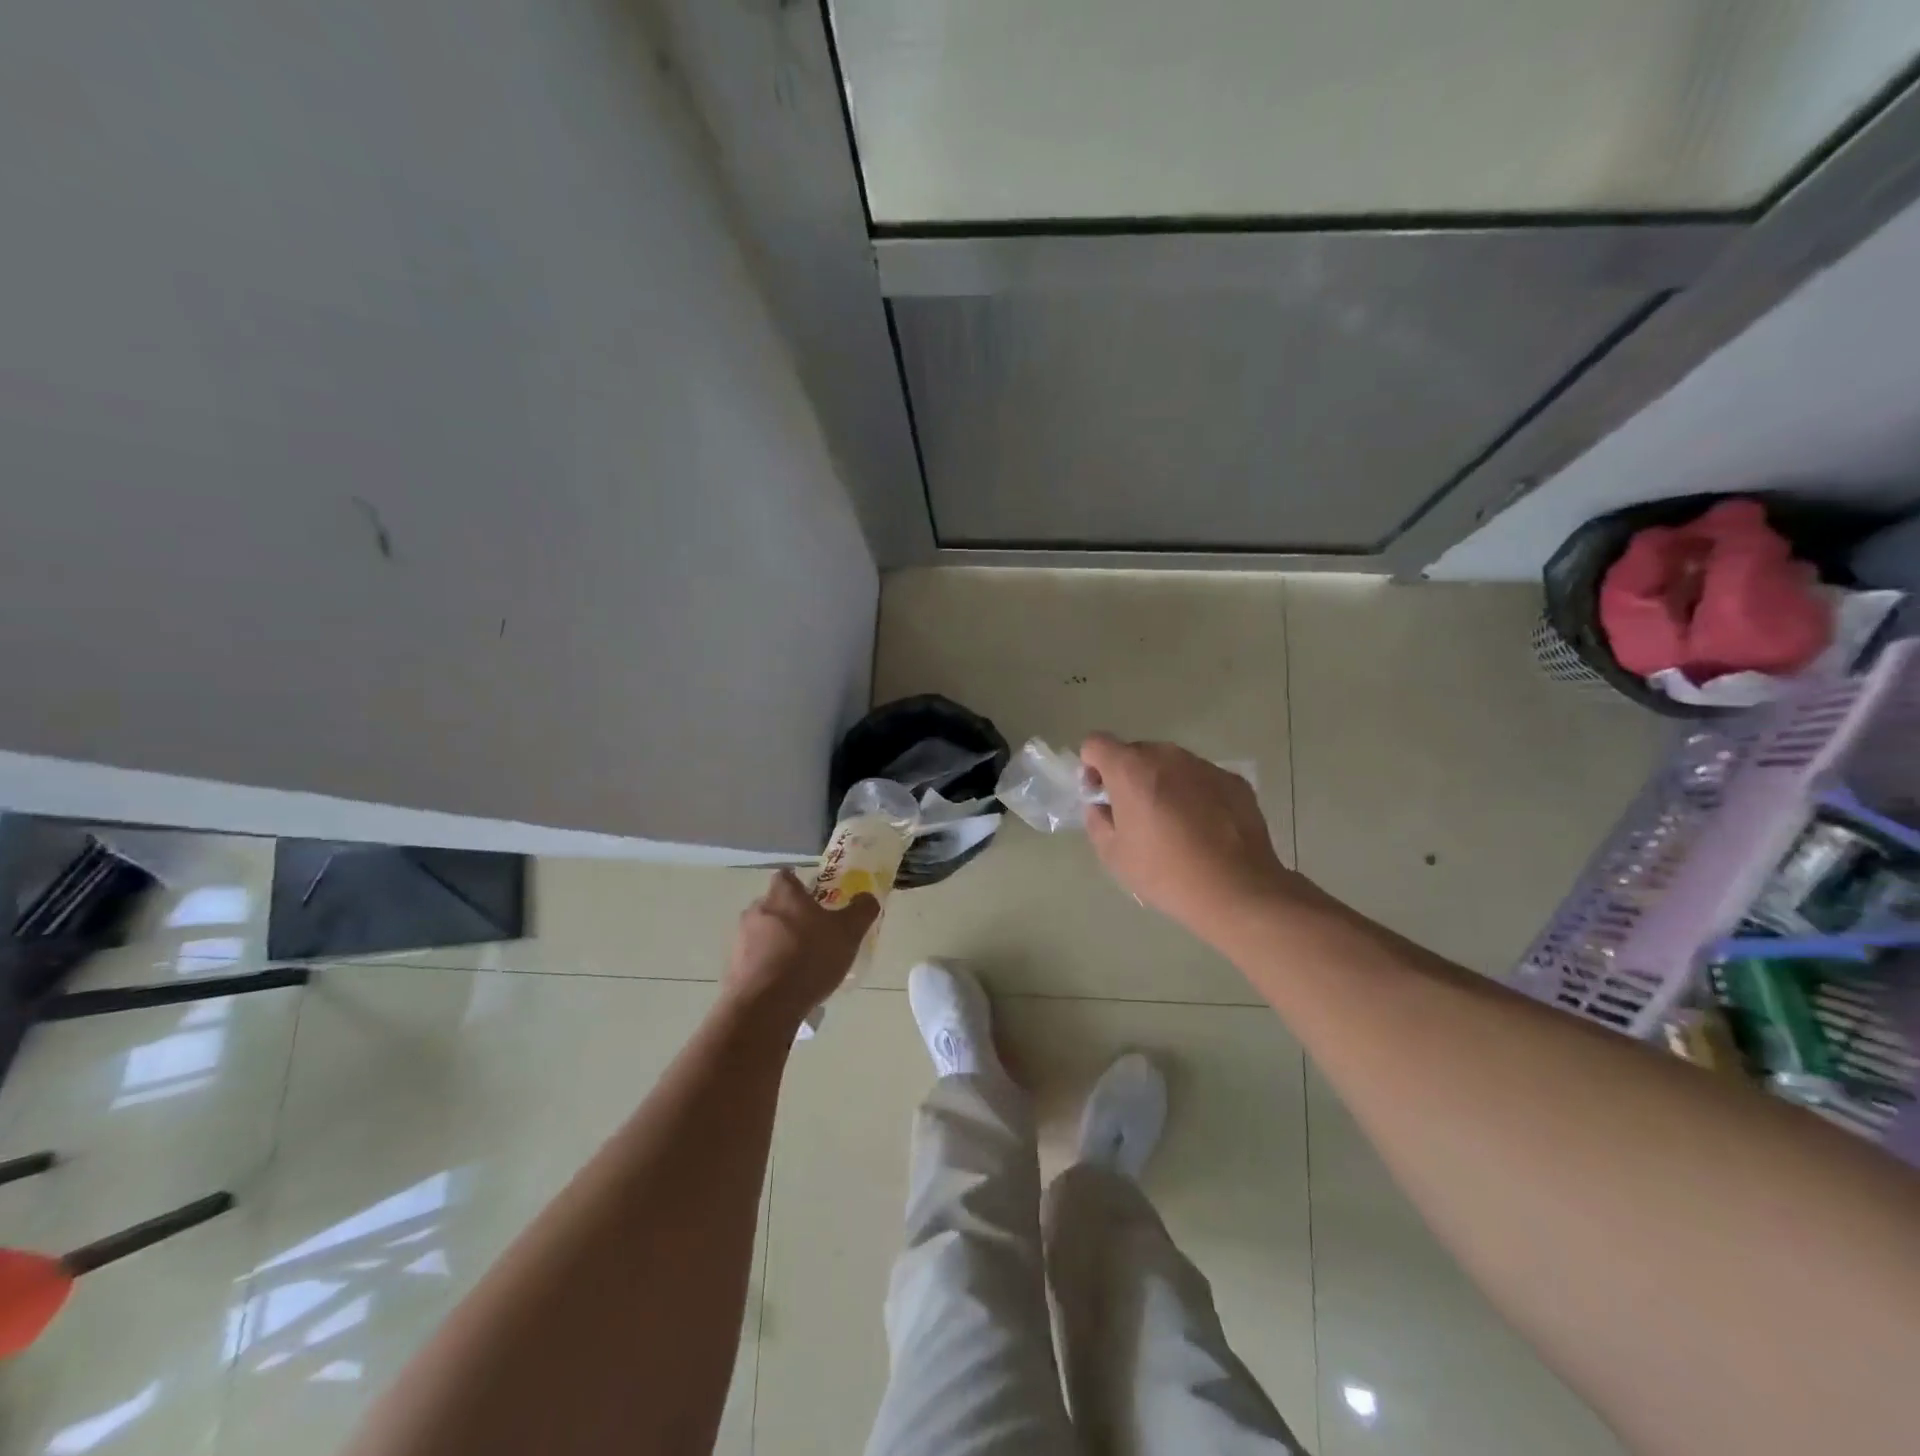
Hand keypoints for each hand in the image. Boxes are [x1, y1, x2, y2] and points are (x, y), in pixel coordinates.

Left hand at [724, 869, 879, 1025]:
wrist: (765, 1006)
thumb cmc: (810, 958)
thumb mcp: (849, 933)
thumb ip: (861, 911)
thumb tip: (867, 897)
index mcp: (783, 895)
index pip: (787, 876)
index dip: (800, 884)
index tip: (814, 897)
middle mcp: (757, 910)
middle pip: (774, 904)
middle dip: (791, 916)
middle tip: (813, 933)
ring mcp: (740, 939)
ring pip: (762, 932)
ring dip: (777, 942)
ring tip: (800, 963)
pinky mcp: (733, 967)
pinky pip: (754, 959)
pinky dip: (767, 965)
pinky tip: (785, 984)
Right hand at [1080, 734, 1321, 942]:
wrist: (1236, 889)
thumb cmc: (1165, 872)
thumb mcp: (1114, 855)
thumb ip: (1098, 821)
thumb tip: (1102, 807)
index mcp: (1131, 770)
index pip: (1096, 743)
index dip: (1091, 766)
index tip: (1100, 795)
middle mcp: (1167, 756)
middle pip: (1135, 752)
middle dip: (1127, 775)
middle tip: (1134, 813)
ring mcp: (1204, 766)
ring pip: (1170, 764)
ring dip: (1162, 783)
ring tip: (1172, 823)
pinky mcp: (1233, 780)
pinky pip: (1201, 778)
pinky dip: (1194, 793)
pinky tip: (1203, 828)